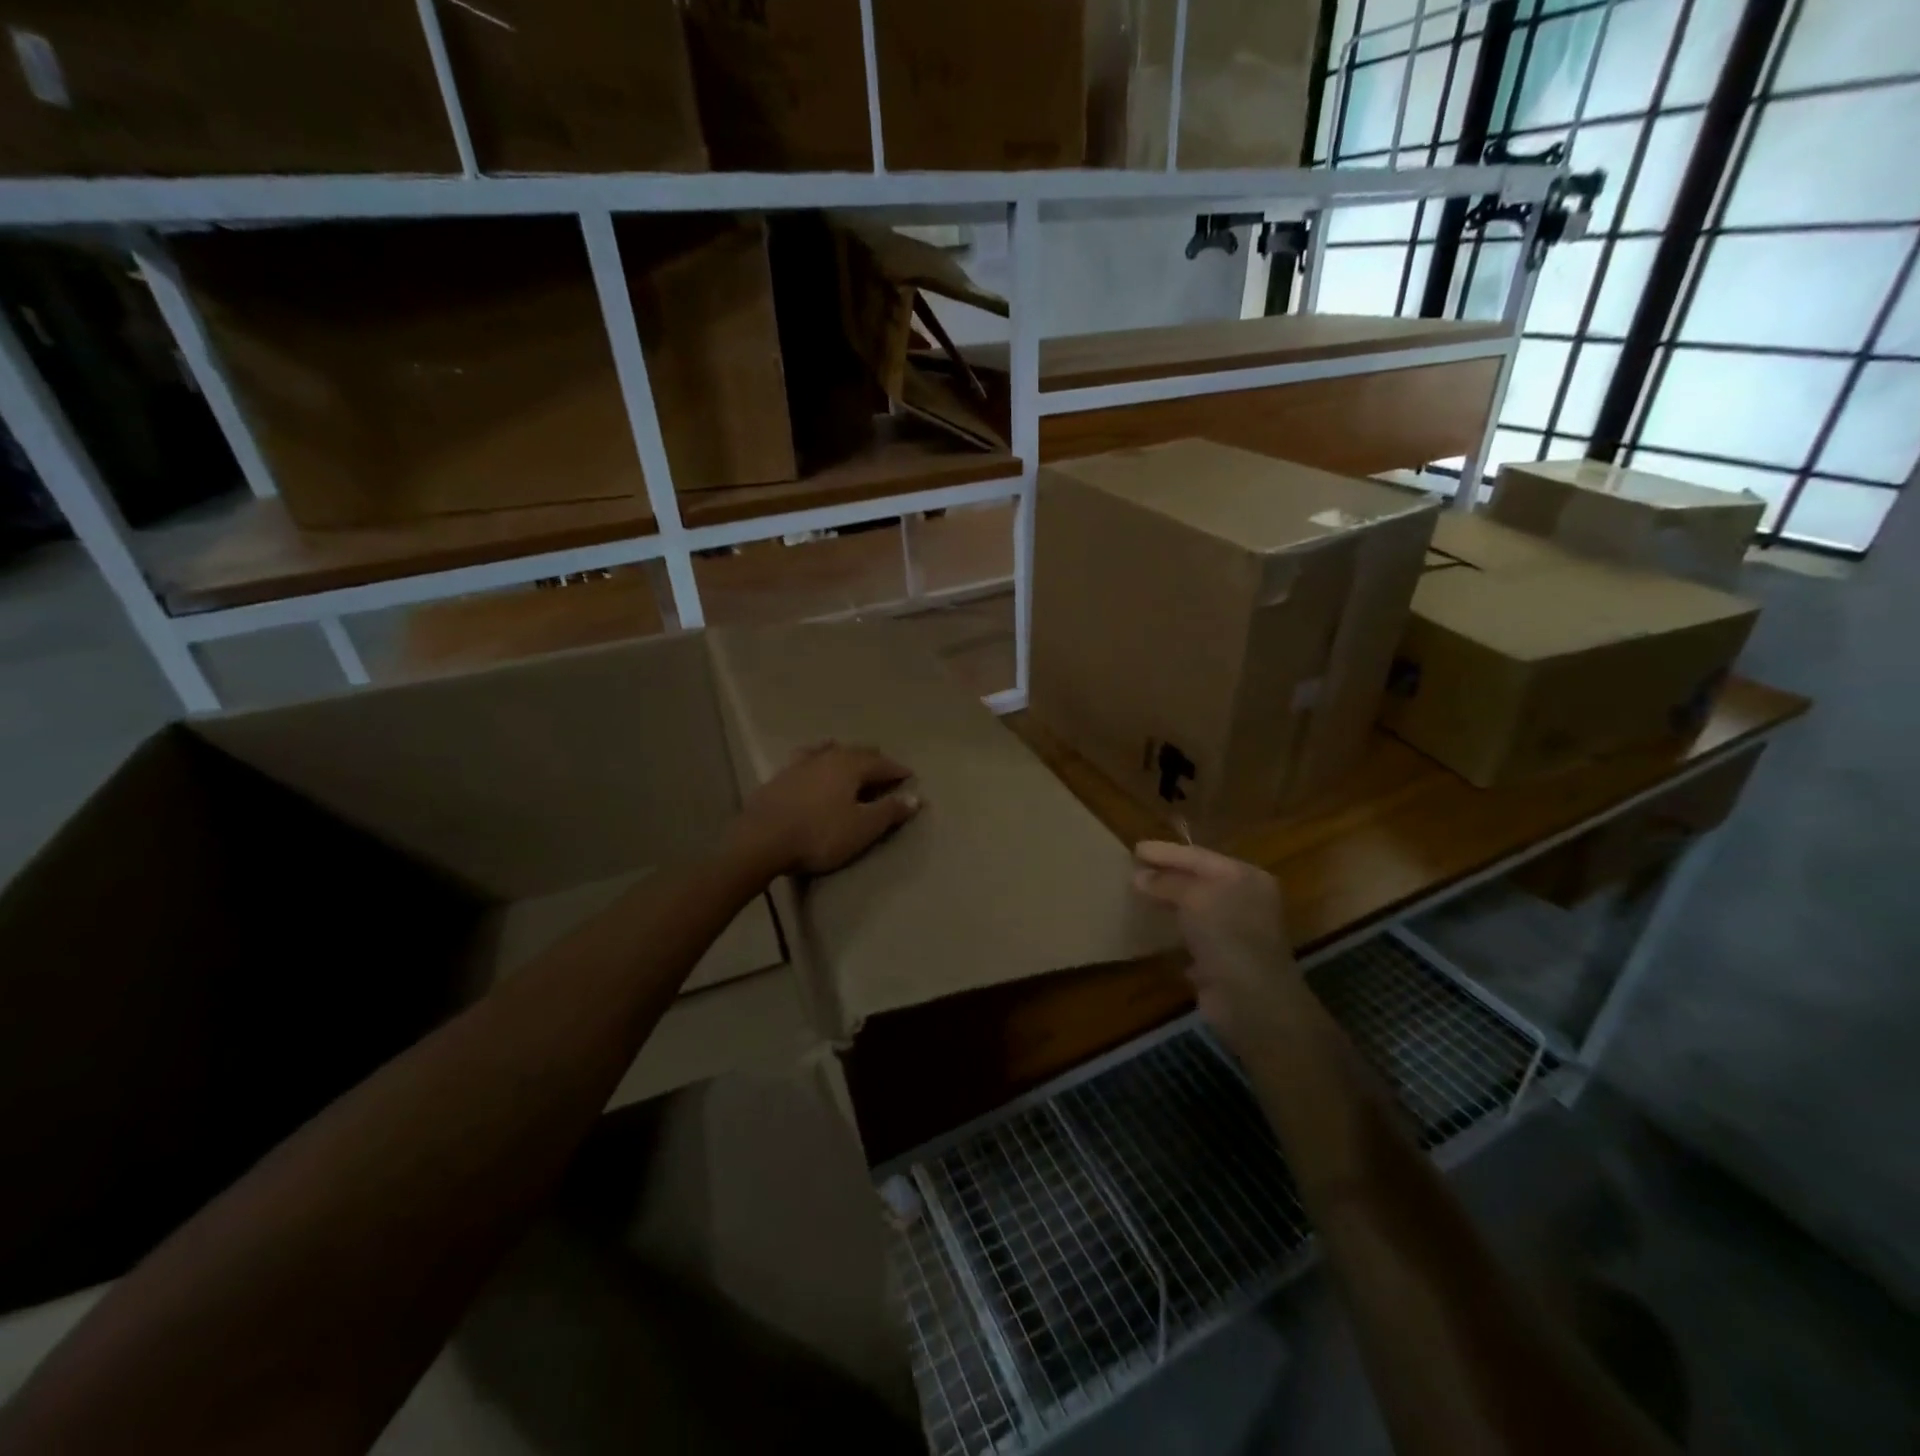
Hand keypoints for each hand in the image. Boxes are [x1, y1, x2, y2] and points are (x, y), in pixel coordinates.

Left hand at [733, 741, 920, 876]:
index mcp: (851, 766)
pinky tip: (811, 764)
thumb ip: (889, 811)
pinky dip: (817, 759)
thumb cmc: (819, 835)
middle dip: (873, 758)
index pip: (882, 764)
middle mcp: (827, 757)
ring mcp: (800, 764)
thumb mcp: (862, 828)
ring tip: (849, 757)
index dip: (897, 770)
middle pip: (856, 752)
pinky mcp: (779, 777)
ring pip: (829, 751)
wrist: (761, 840)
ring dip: (844, 754)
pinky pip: (806, 759)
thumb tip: (916, 797)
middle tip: (883, 766)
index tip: (910, 775)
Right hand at [1131, 841, 1298, 1039]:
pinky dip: (1171, 931)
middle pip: (1198, 881)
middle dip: (1166, 875)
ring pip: (1193, 909)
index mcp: (1246, 878)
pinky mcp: (1220, 960)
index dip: (1166, 852)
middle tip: (1132, 868)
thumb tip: (1139, 876)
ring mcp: (1233, 932)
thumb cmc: (1228, 936)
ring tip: (1135, 894)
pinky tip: (1149, 928)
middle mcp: (1244, 901)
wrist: (1251, 1002)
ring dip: (1167, 903)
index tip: (1135, 848)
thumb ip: (1167, 883)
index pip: (1199, 856)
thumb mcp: (1195, 898)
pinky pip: (1190, 937)